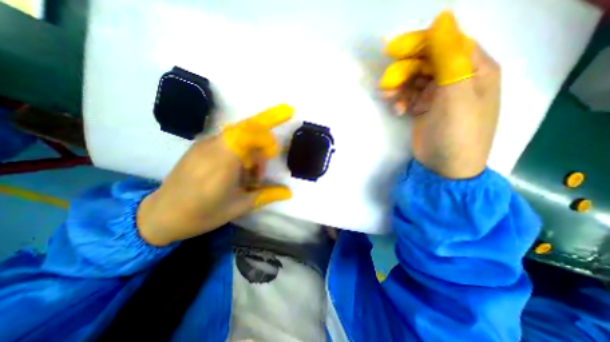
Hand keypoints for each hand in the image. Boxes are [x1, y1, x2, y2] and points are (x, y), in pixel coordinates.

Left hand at [137, 104, 293, 245]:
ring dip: (251, 150)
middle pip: (246, 128)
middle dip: (262, 141)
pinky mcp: (200, 146)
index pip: (248, 132)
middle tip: (260, 170)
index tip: (273, 153)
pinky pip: (228, 140)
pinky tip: (236, 171)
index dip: (266, 136)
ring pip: (238, 135)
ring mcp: (204, 144)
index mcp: (223, 161)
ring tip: (248, 176)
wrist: (161, 215)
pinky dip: (239, 151)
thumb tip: (289, 192)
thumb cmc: (203, 213)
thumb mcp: (240, 206)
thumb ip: (267, 195)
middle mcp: (213, 146)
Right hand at [380, 11, 500, 177]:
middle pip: (427, 62)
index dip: (420, 43)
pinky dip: (401, 100)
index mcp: (474, 69)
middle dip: (405, 70)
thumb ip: (449, 57)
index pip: (447, 43)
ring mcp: (439, 96)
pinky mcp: (425, 109)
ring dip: (399, 86)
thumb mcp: (455, 94)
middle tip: (387, 81)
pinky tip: (397, 109)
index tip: (393, 50)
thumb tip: (442, 18)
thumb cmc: (456, 132)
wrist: (445, 167)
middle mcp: (457, 79)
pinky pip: (410, 96)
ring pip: (415, 80)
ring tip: (387, 96)